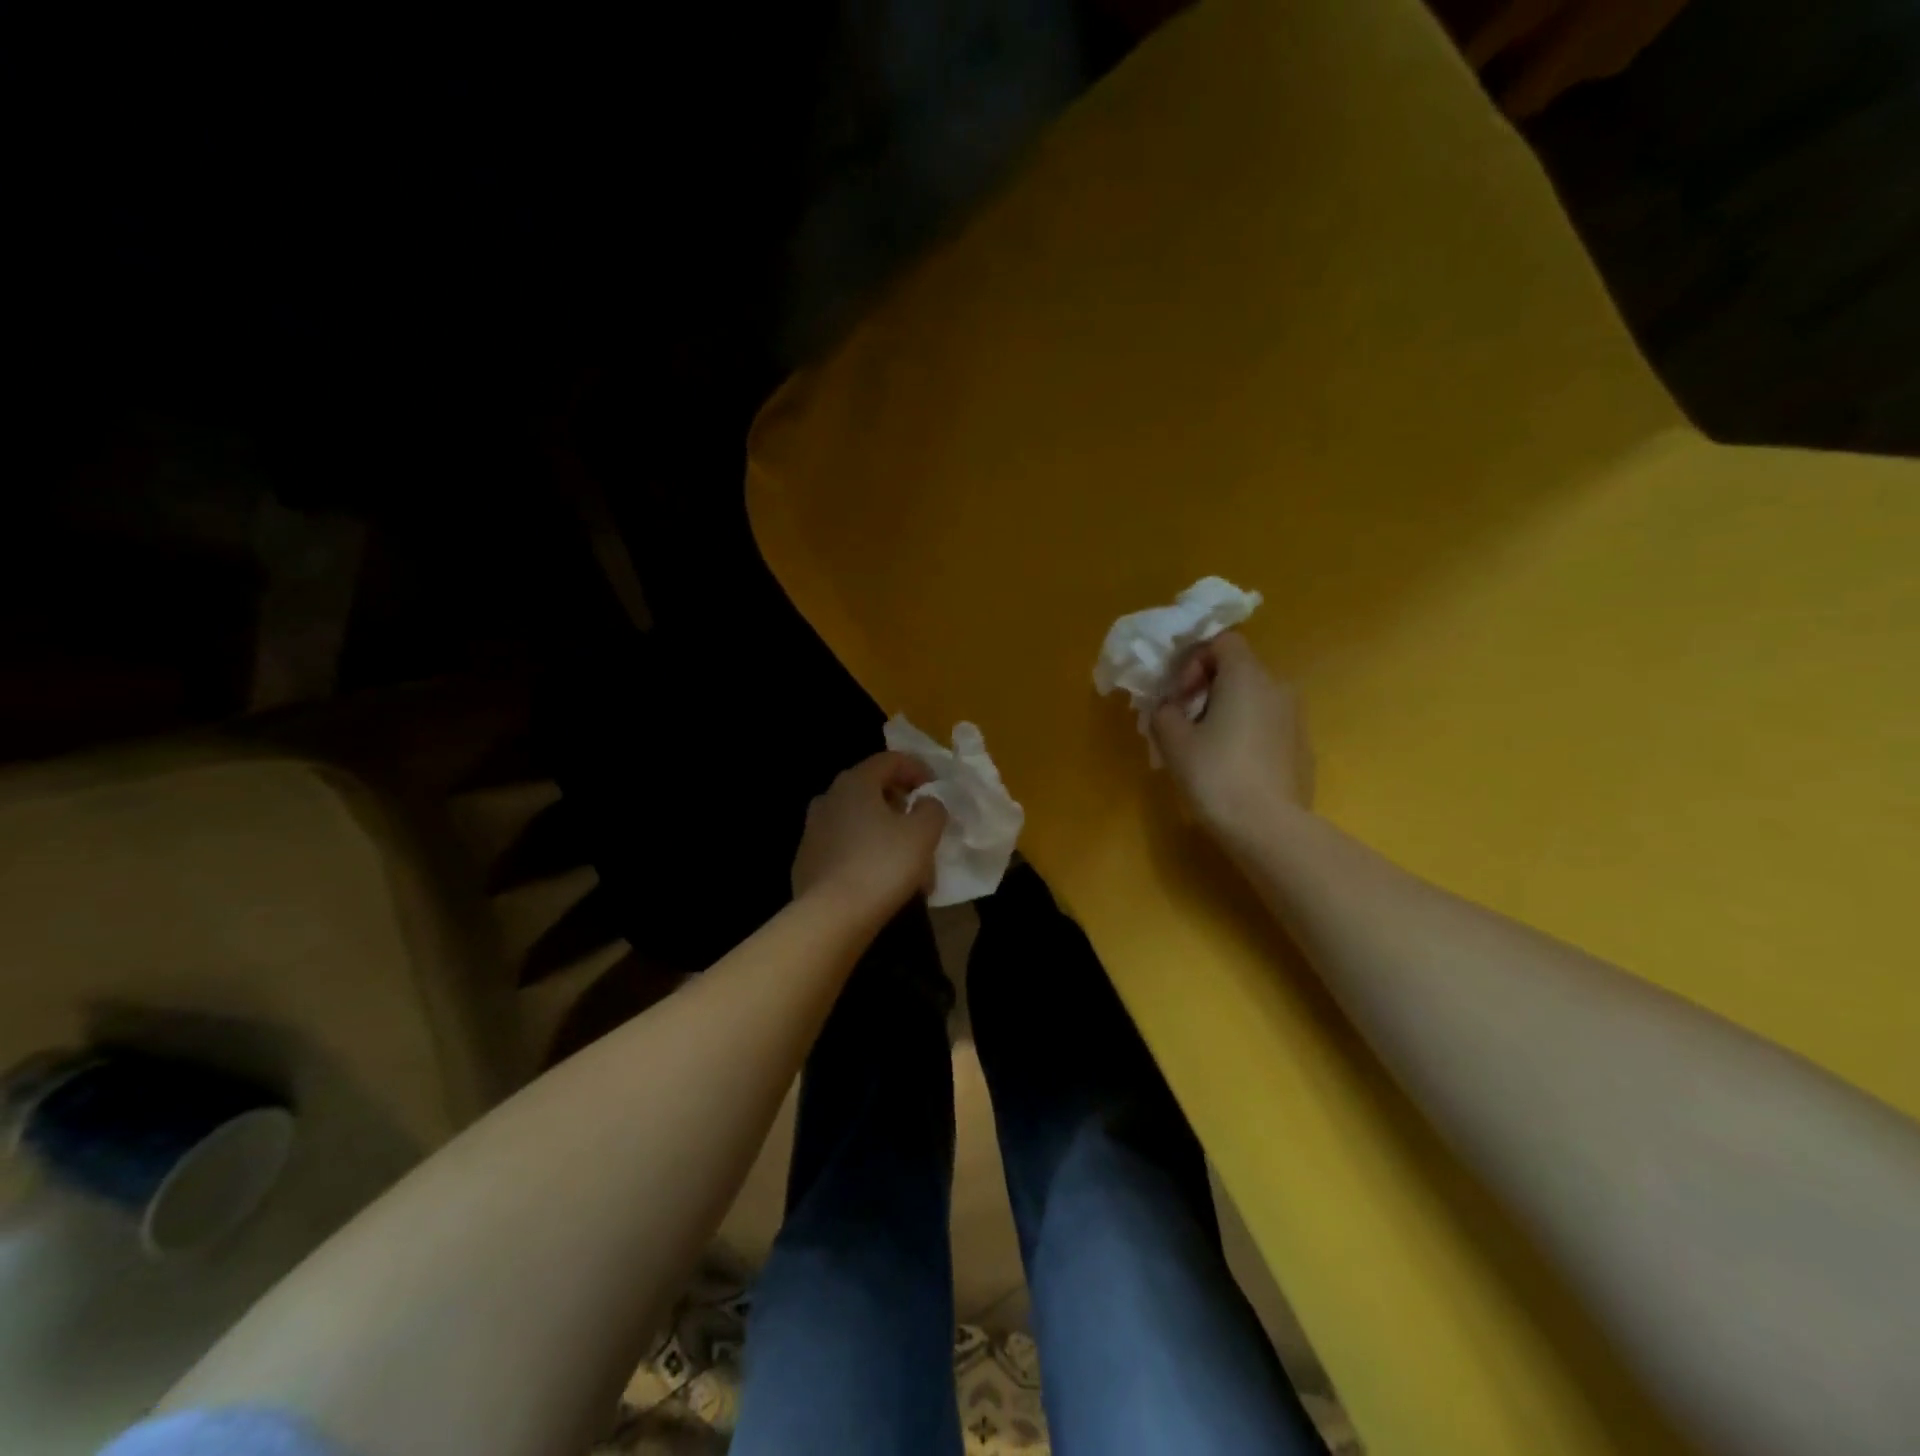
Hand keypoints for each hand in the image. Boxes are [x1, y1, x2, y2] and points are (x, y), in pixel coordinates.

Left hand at [792, 752, 948, 922]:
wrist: (831, 917)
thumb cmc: (882, 865)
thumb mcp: (923, 833)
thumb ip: (932, 809)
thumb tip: (926, 803)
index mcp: (855, 782)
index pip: (890, 760)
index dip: (917, 769)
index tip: (936, 789)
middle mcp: (829, 798)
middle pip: (872, 789)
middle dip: (901, 804)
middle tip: (922, 824)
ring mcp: (813, 830)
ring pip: (858, 820)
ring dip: (884, 832)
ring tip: (907, 860)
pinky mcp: (807, 860)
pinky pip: (844, 846)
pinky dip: (865, 853)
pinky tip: (881, 879)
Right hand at [1149, 632, 1311, 844]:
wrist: (1268, 827)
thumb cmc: (1215, 774)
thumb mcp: (1174, 741)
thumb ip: (1165, 712)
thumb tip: (1170, 708)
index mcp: (1247, 676)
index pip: (1223, 642)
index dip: (1195, 661)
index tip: (1179, 695)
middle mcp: (1278, 687)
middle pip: (1238, 671)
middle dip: (1206, 690)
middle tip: (1184, 723)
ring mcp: (1295, 719)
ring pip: (1254, 701)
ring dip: (1226, 713)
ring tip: (1205, 749)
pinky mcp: (1302, 748)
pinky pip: (1267, 727)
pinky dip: (1247, 735)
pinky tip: (1232, 769)